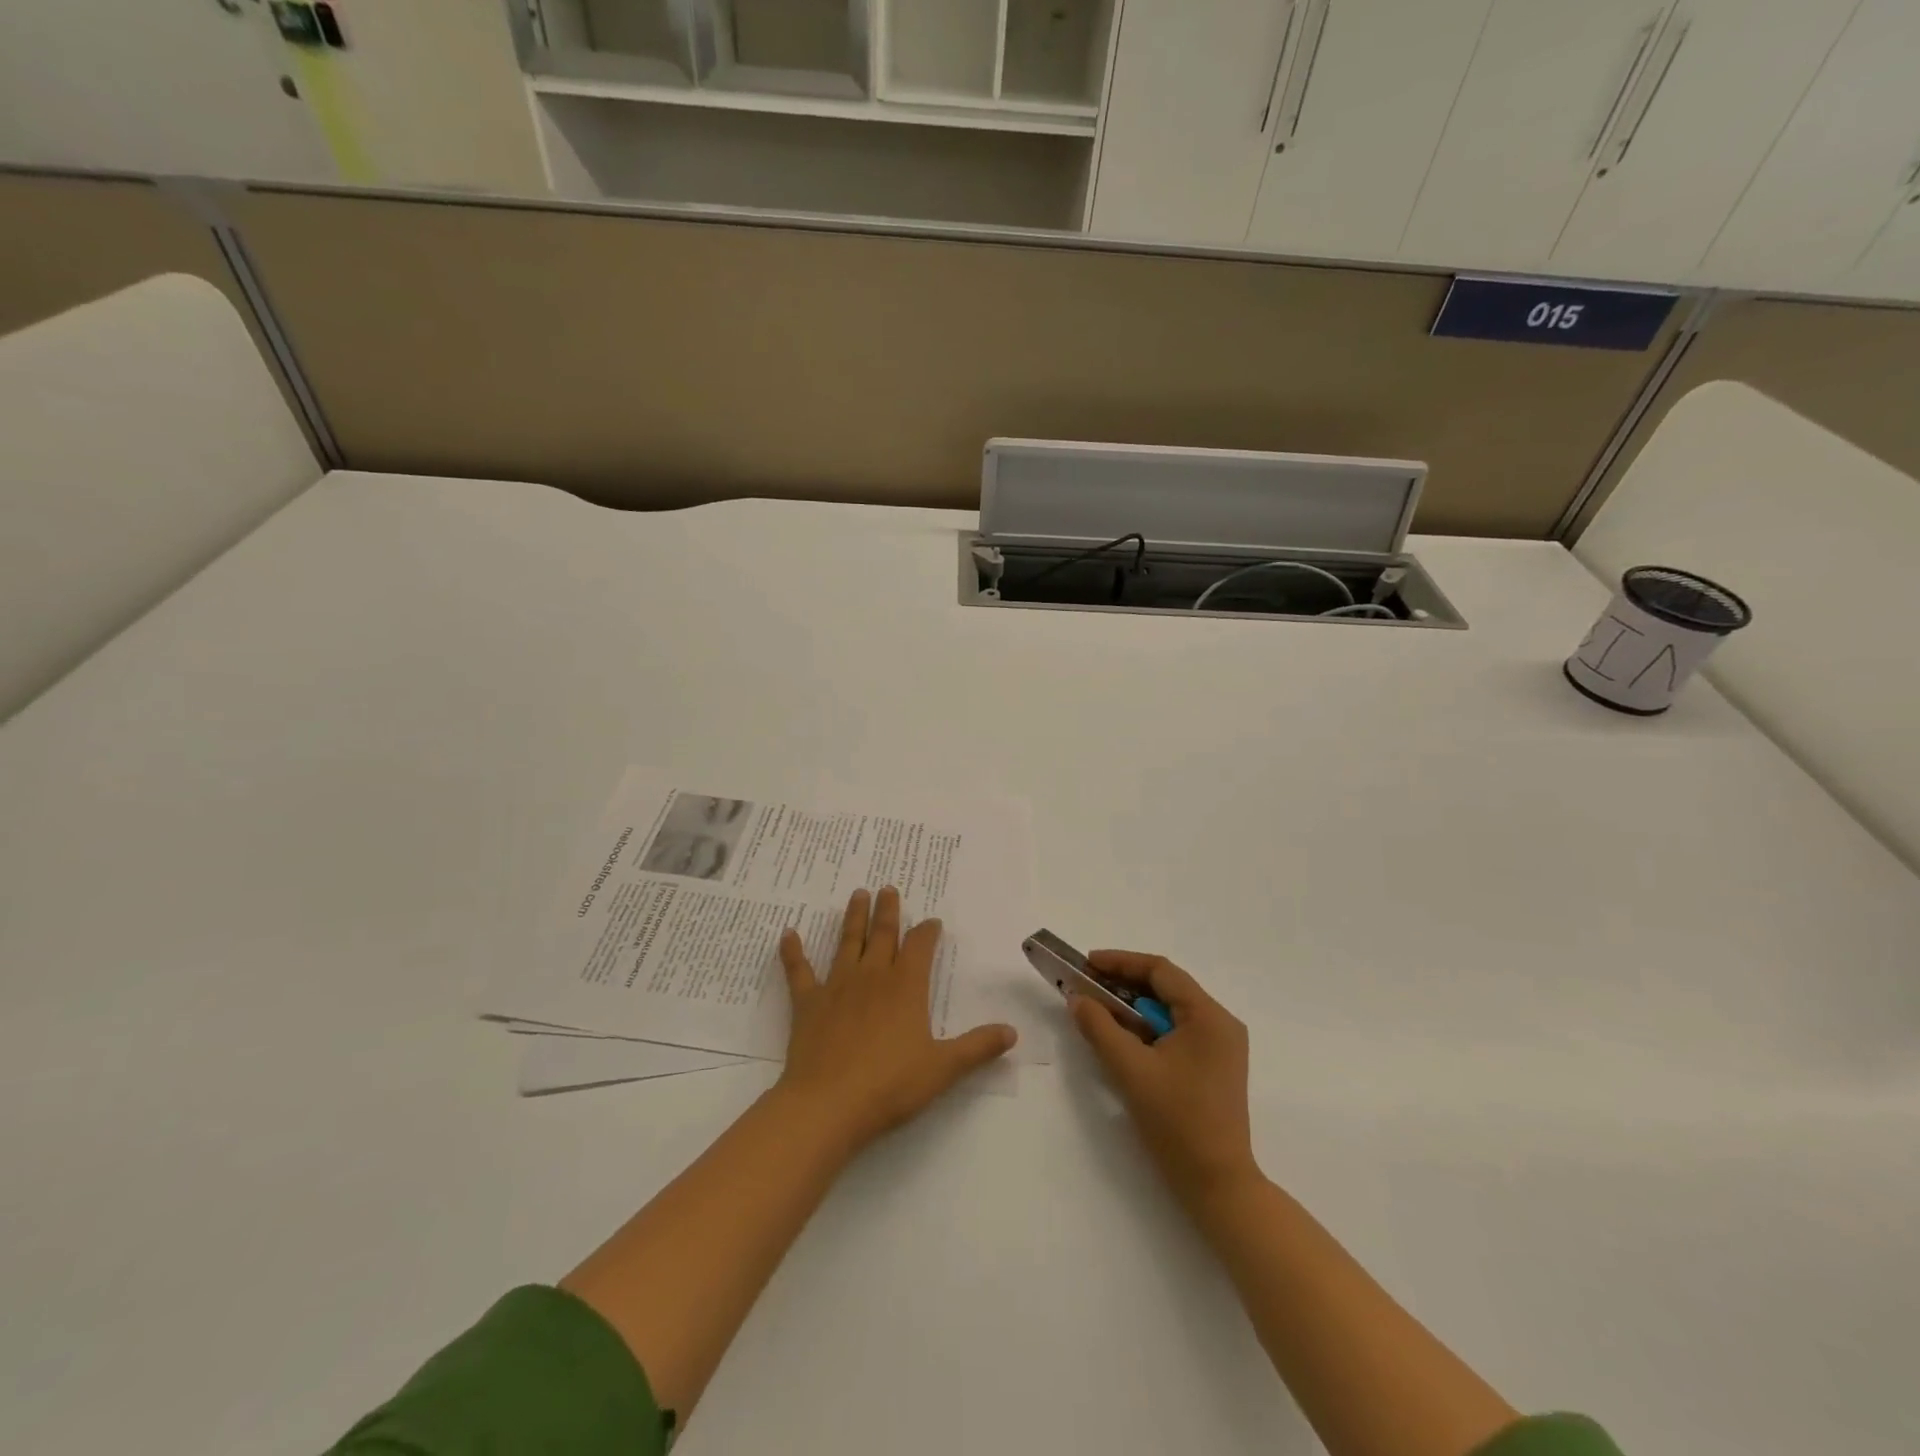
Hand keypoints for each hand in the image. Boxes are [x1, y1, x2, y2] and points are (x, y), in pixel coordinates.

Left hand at [775, 887, 1016, 1155]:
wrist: (828, 1104)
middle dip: (888, 910)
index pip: (920, 947)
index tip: (932, 921)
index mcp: (906, 987)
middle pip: (883, 935)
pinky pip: (799, 971)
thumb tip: (1012, 1032)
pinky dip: (793, 952)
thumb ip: (977, 1048)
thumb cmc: (890, 1086)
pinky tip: (788, 933)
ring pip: (847, 942)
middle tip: (888, 887)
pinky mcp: (808, 1003)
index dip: (927, 932)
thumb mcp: (943, 1068)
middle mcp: (873, 977)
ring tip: (857, 894)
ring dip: (853, 918)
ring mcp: (837, 987)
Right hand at [1070, 951, 1257, 1211]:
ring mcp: (1221, 1046)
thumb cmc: (1177, 1123)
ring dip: (1134, 1007)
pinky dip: (1148, 1028)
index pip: (1161, 971)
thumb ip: (1100, 1028)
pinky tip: (1123, 1037)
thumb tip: (1078, 998)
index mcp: (1209, 1016)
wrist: (1218, 1185)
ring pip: (1170, 1010)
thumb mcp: (1131, 1071)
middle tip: (1087, 986)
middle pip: (1167, 988)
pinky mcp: (1215, 1066)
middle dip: (1124, 984)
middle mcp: (1221, 1023)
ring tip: (1099, 1009)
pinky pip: (1177, 1031)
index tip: (1087, 964)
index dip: (1121, 962)